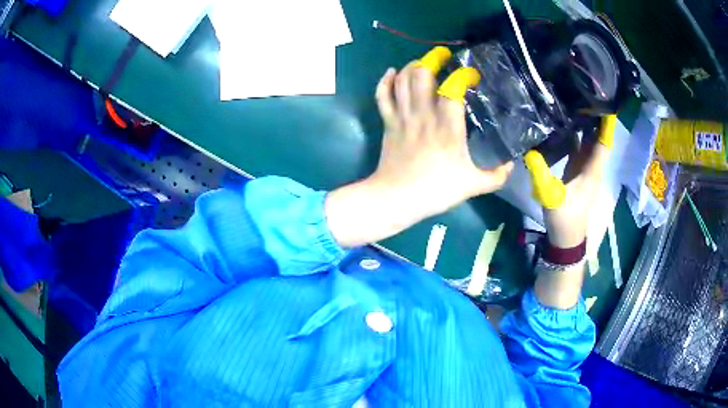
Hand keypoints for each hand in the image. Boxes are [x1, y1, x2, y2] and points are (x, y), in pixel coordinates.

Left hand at [370, 59, 513, 217]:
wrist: (396, 198)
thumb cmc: (435, 190)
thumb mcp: (473, 186)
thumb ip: (496, 176)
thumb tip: (511, 166)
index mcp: (447, 125)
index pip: (453, 87)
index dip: (463, 75)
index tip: (471, 76)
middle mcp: (423, 114)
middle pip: (422, 74)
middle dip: (432, 59)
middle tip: (443, 57)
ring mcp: (402, 116)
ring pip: (402, 80)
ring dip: (412, 66)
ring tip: (424, 63)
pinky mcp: (388, 122)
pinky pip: (382, 95)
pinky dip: (385, 81)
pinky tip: (392, 72)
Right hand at [525, 114, 615, 308]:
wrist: (566, 238)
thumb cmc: (564, 219)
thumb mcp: (551, 197)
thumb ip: (541, 175)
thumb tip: (529, 151)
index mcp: (591, 171)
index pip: (603, 143)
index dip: (606, 124)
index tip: (605, 102)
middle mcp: (592, 167)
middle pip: (598, 138)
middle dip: (595, 117)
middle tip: (585, 93)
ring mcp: (585, 169)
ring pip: (590, 142)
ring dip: (587, 125)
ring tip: (577, 103)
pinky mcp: (578, 171)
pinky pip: (581, 148)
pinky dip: (578, 135)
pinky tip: (568, 124)